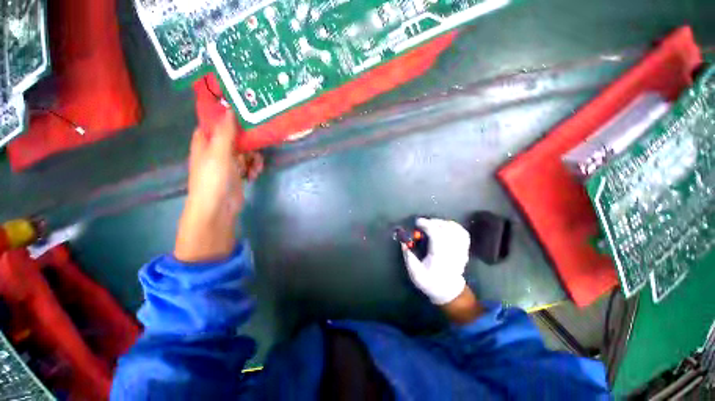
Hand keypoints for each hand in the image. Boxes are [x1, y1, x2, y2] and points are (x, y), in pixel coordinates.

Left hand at [174, 112, 263, 262]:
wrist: (218, 207)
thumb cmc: (213, 178)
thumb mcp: (219, 152)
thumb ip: (226, 131)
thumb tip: (231, 109)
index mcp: (205, 142)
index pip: (214, 123)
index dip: (226, 117)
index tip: (243, 113)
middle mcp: (216, 150)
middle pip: (234, 137)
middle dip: (248, 141)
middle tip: (260, 140)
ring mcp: (228, 163)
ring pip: (245, 151)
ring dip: (253, 157)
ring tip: (256, 165)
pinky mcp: (238, 174)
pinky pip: (249, 164)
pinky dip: (253, 168)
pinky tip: (255, 174)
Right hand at [402, 218, 470, 304]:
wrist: (448, 290)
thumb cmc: (430, 282)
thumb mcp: (415, 273)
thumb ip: (408, 256)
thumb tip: (403, 242)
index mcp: (439, 256)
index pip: (436, 234)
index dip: (426, 224)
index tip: (417, 222)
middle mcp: (452, 250)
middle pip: (446, 228)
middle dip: (433, 222)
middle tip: (422, 223)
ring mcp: (460, 249)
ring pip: (455, 229)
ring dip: (442, 222)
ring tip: (432, 223)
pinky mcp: (464, 249)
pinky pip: (463, 233)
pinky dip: (454, 226)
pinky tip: (445, 226)